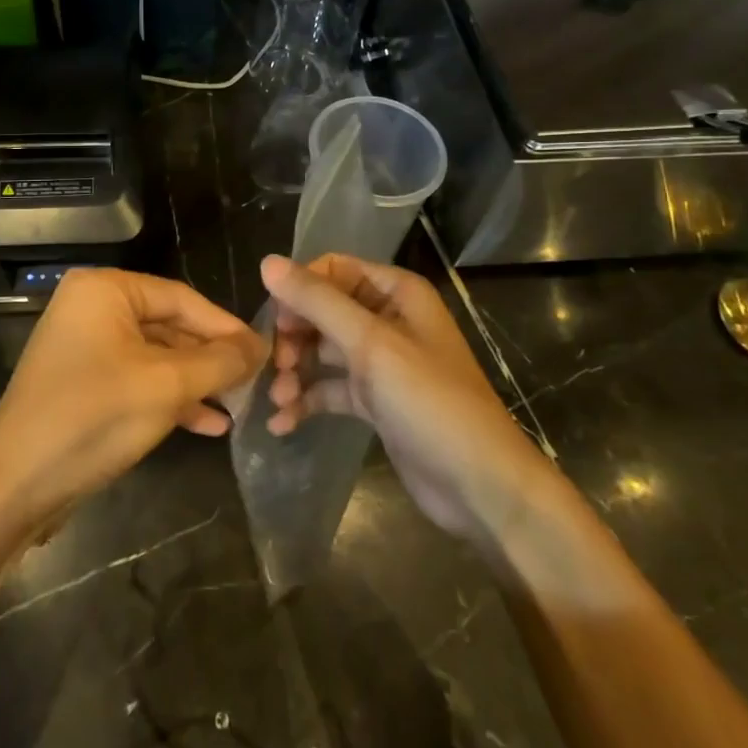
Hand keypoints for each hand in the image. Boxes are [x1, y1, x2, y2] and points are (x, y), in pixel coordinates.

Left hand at [0, 268, 266, 518]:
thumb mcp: (166, 386)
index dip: (226, 327)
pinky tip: (208, 425)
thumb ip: (219, 362)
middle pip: (169, 326)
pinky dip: (170, 399)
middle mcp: (91, 308)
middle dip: (211, 358)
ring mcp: (84, 348)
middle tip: (255, 383)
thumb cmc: (93, 418)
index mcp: (105, 290)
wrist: (13, 487)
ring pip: (156, 357)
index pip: (182, 298)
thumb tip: (260, 347)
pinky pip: (136, 380)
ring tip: (237, 406)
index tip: (265, 354)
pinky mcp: (82, 384)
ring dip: (196, 382)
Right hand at [260, 253, 555, 542]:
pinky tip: (282, 423)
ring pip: (323, 351)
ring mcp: (382, 362)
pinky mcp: (376, 401)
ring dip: (296, 370)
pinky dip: (306, 401)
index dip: (300, 290)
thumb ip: (317, 302)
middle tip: (275, 364)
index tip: (278, 322)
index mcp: (396, 293)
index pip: (334, 270)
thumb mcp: (370, 344)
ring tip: (278, 398)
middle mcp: (388, 319)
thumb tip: (267, 262)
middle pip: (323, 310)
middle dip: (294, 335)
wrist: (480, 485)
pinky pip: (331, 389)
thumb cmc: (429, 401)